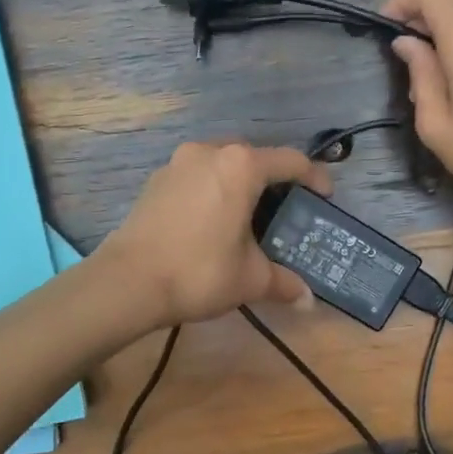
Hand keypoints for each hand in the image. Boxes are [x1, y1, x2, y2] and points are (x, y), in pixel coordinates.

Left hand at [104, 142, 331, 327]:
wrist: (127, 281)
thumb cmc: (199, 272)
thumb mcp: (250, 279)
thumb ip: (284, 282)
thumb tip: (308, 301)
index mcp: (241, 166)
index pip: (291, 161)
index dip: (314, 178)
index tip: (324, 198)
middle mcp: (210, 152)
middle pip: (255, 157)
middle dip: (275, 180)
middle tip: (286, 210)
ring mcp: (178, 162)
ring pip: (222, 163)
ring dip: (240, 183)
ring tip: (249, 216)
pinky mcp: (156, 179)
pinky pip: (197, 175)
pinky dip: (213, 189)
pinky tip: (213, 220)